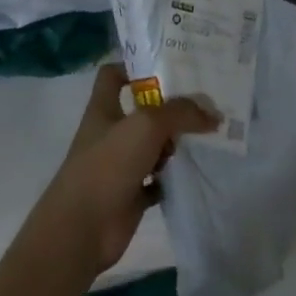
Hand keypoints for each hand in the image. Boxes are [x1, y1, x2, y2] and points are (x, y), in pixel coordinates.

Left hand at [34, 63, 217, 277]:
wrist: (83, 229)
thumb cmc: (107, 165)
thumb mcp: (146, 125)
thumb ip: (180, 113)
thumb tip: (213, 114)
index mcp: (103, 108)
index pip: (113, 75)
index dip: (135, 66)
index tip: (167, 66)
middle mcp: (110, 133)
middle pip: (142, 111)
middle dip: (170, 107)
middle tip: (204, 101)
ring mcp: (120, 165)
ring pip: (153, 146)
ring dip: (175, 143)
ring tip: (209, 134)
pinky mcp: (131, 194)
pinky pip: (158, 180)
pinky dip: (174, 177)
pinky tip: (197, 170)